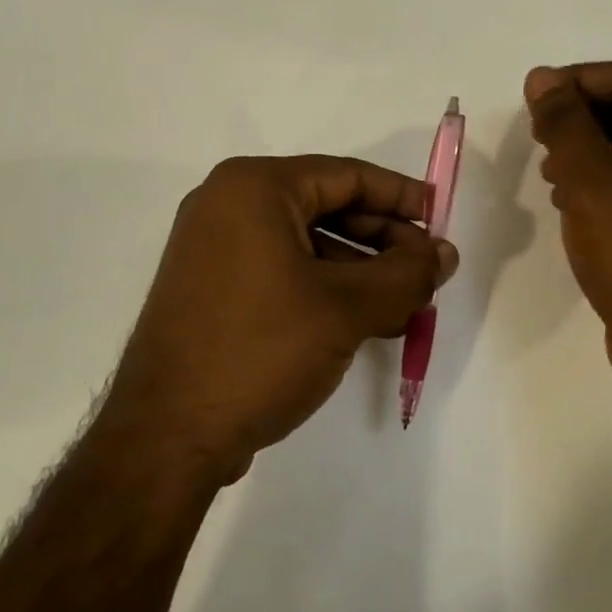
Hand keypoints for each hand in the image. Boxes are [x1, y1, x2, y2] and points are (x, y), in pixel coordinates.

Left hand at [100, 155, 457, 485]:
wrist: (167, 436)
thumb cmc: (260, 350)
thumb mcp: (346, 308)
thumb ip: (406, 275)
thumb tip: (445, 254)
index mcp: (254, 187)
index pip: (346, 175)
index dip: (402, 197)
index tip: (442, 222)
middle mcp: (227, 204)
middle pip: (326, 206)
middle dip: (383, 241)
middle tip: (427, 272)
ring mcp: (214, 248)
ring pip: (306, 243)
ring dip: (360, 271)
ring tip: (406, 305)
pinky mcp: (212, 287)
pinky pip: (282, 270)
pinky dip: (325, 289)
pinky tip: (365, 322)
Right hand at [524, 61, 611, 387]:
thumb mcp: (590, 178)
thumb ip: (563, 120)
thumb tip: (543, 76)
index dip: (576, 82)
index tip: (533, 102)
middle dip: (582, 119)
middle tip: (539, 140)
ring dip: (591, 151)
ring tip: (552, 175)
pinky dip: (609, 181)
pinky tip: (575, 203)